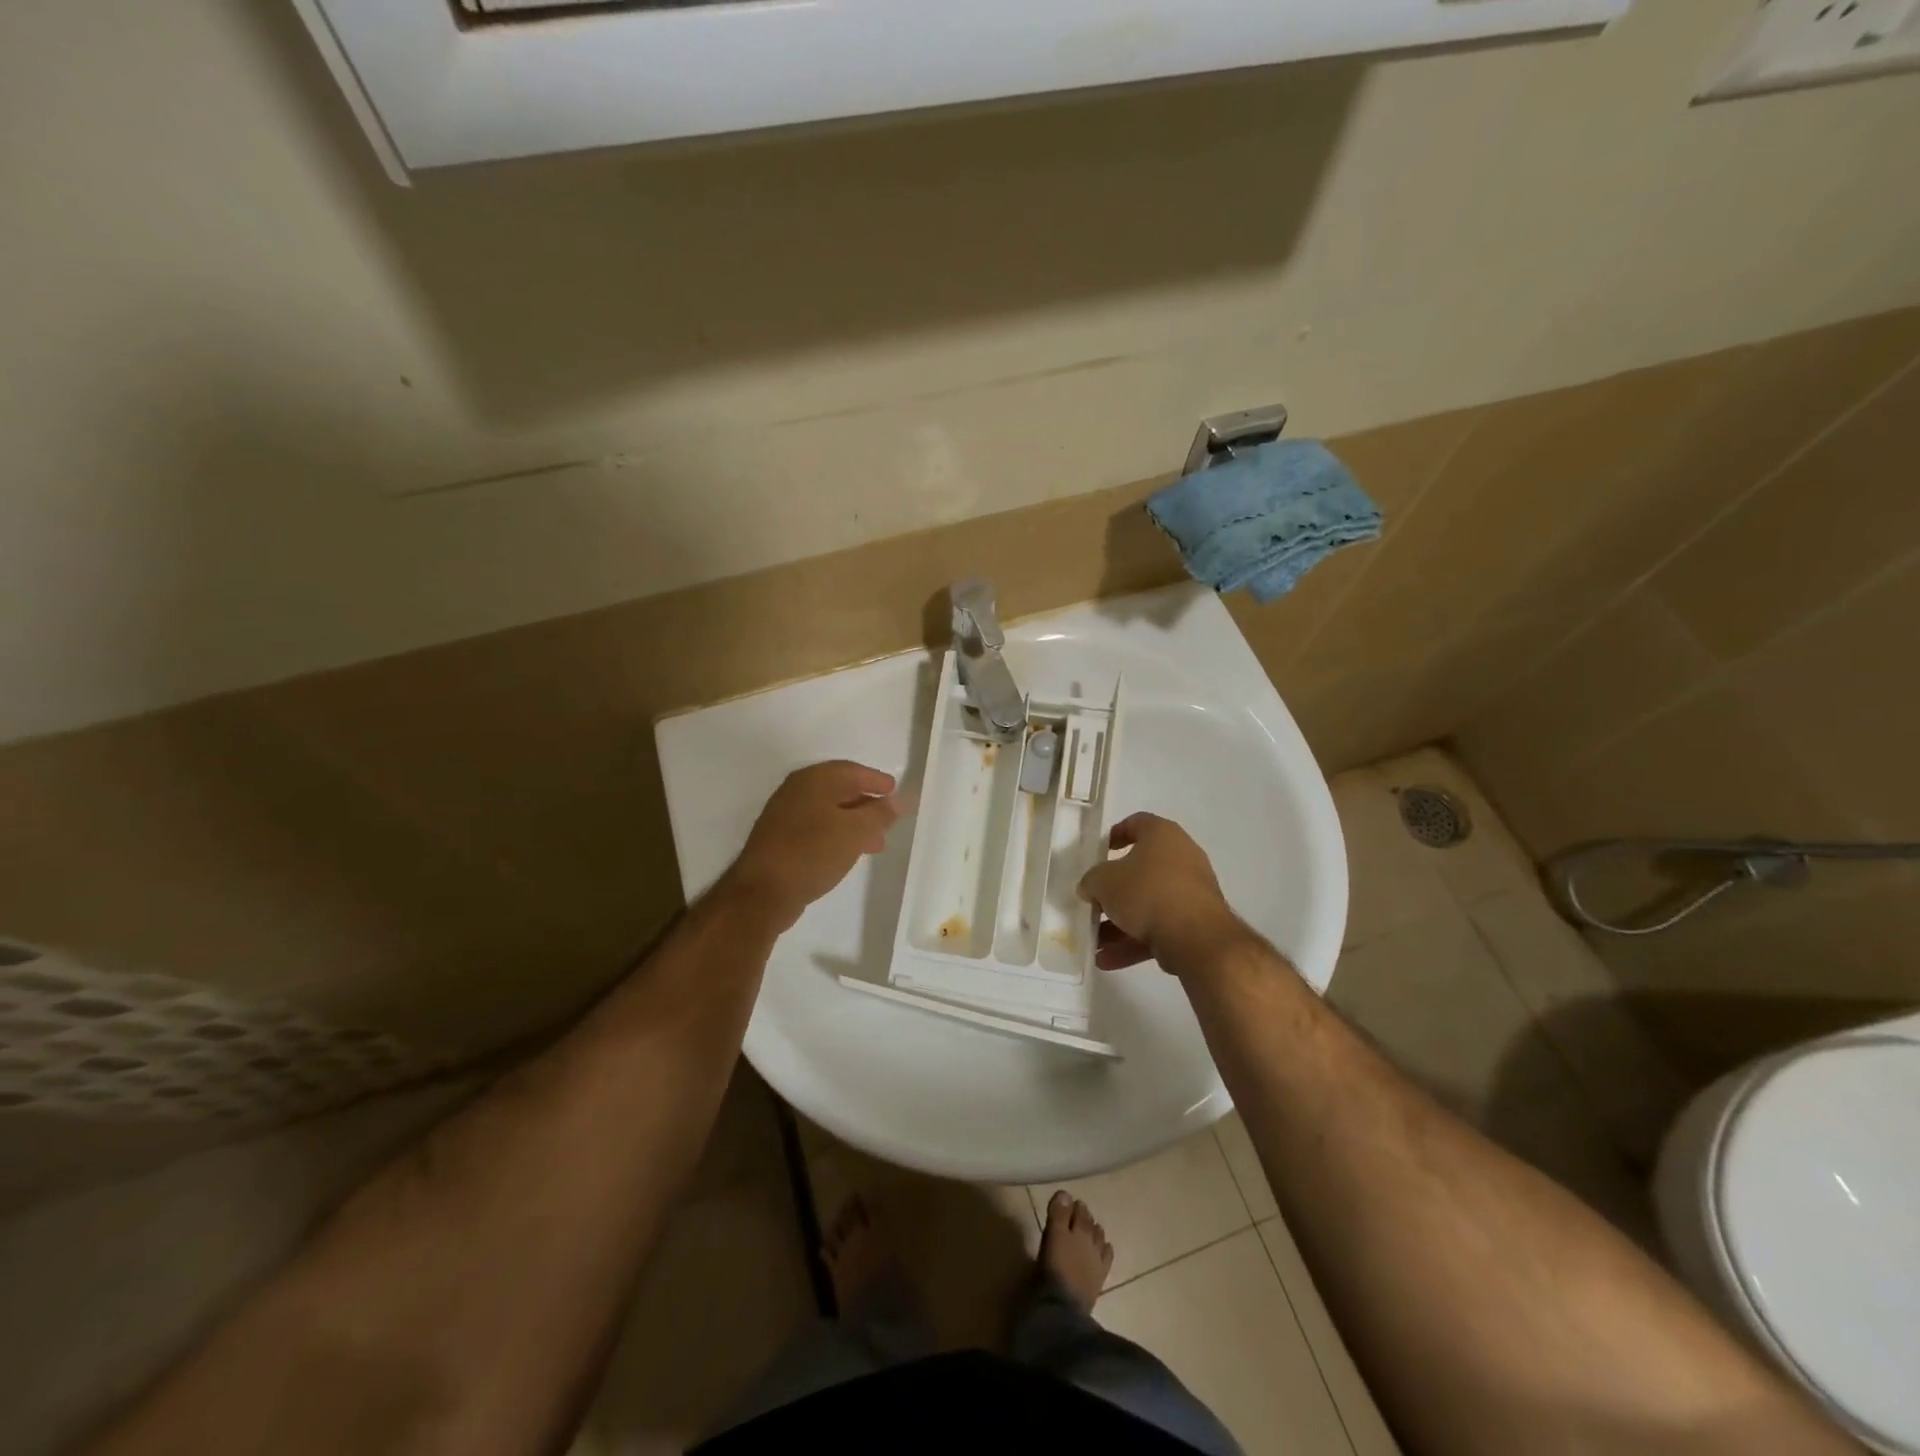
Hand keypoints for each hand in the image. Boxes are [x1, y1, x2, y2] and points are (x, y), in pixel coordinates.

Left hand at [723, 761, 903, 931]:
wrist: (762, 892)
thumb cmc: (812, 853)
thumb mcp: (855, 832)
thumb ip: (880, 813)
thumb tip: (899, 800)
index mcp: (814, 780)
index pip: (852, 771)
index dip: (876, 780)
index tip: (895, 791)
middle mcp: (797, 790)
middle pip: (840, 790)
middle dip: (867, 804)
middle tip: (889, 819)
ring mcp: (785, 815)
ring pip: (829, 811)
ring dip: (854, 823)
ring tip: (876, 843)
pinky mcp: (780, 839)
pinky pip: (817, 828)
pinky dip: (837, 835)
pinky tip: (849, 852)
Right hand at [1077, 813, 1238, 971]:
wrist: (1196, 936)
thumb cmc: (1146, 892)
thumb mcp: (1104, 882)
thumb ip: (1092, 881)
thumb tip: (1090, 887)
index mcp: (1162, 835)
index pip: (1137, 823)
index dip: (1115, 835)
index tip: (1099, 852)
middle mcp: (1181, 858)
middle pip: (1140, 870)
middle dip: (1113, 891)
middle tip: (1093, 903)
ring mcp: (1191, 892)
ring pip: (1148, 904)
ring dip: (1120, 924)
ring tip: (1094, 942)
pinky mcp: (1195, 924)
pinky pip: (1158, 928)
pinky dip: (1134, 942)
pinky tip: (1107, 960)